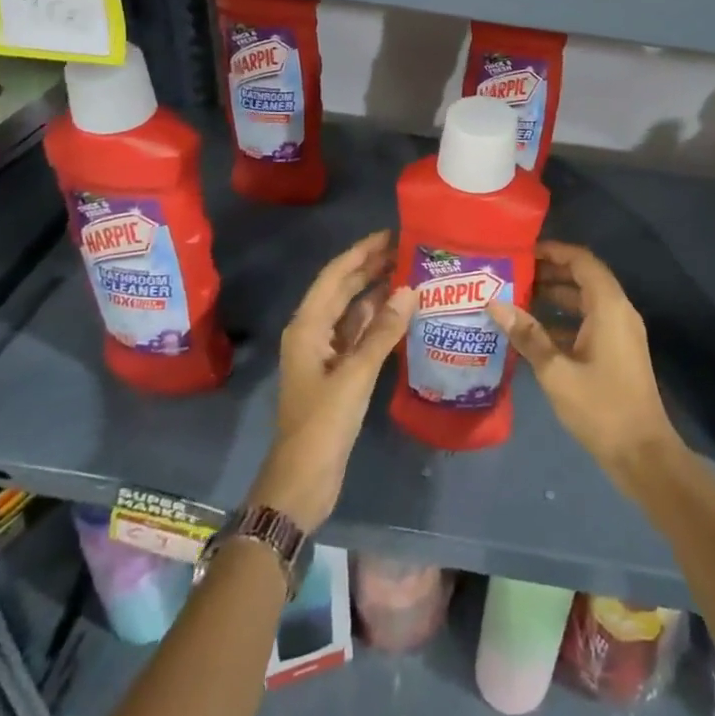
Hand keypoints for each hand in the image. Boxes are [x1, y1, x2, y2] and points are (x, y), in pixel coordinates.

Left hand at [249, 230, 415, 529]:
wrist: (302, 481)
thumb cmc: (323, 423)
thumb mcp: (356, 374)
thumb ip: (383, 330)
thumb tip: (409, 290)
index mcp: (307, 326)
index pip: (336, 275)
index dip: (361, 252)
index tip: (391, 233)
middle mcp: (313, 332)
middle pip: (344, 289)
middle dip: (372, 267)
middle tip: (409, 249)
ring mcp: (325, 353)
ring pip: (353, 311)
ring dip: (378, 292)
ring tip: (412, 274)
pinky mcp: (337, 372)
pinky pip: (360, 334)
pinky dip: (379, 320)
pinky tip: (403, 313)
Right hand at [488, 241, 681, 497]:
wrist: (642, 454)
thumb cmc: (601, 408)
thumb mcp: (556, 372)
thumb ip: (527, 335)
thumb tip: (494, 303)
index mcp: (609, 307)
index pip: (582, 261)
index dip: (554, 251)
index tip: (523, 251)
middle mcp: (618, 311)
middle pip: (583, 278)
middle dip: (550, 272)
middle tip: (513, 274)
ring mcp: (620, 332)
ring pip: (585, 301)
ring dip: (555, 297)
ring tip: (517, 298)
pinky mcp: (617, 351)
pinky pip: (589, 321)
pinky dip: (564, 319)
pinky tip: (535, 332)